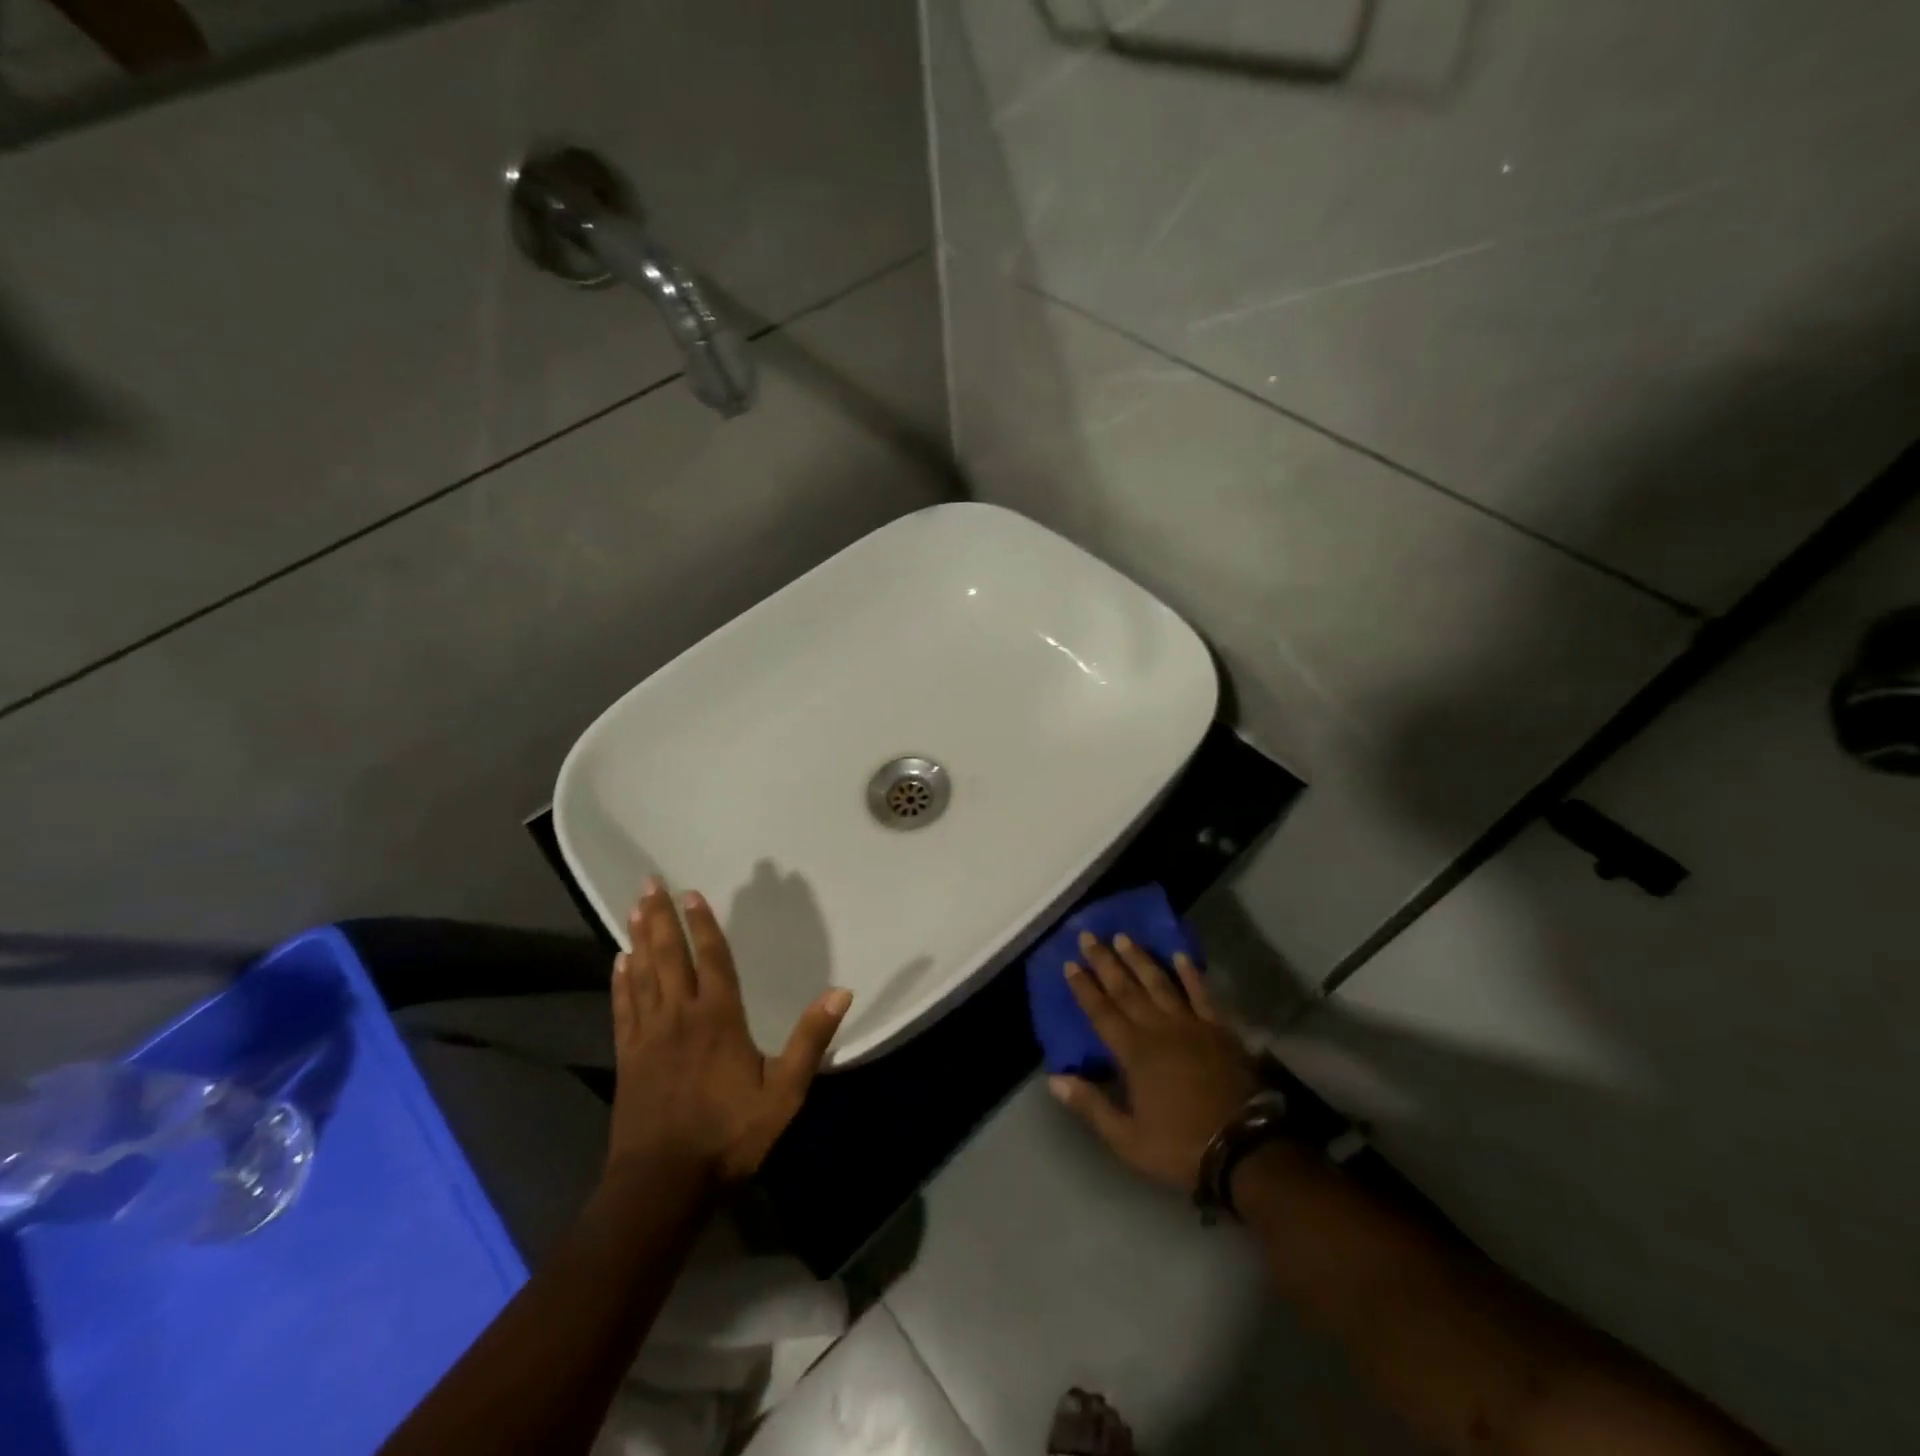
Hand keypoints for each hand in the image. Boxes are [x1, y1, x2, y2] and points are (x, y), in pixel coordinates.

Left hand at [607, 879, 851, 1185]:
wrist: (662, 1184)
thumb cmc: (729, 1135)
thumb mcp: (784, 1092)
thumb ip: (810, 1039)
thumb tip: (841, 991)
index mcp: (719, 1017)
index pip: (711, 958)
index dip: (703, 924)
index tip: (692, 893)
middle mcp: (680, 1015)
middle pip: (669, 956)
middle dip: (661, 917)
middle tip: (649, 882)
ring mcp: (648, 1035)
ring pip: (642, 975)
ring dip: (639, 939)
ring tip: (635, 908)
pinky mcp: (628, 1058)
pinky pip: (623, 1008)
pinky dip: (621, 981)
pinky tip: (619, 963)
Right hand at [1050, 932, 1258, 1190]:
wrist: (1246, 1148)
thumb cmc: (1181, 1146)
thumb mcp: (1127, 1140)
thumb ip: (1091, 1106)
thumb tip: (1054, 1079)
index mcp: (1134, 1053)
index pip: (1102, 1012)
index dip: (1084, 988)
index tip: (1070, 963)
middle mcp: (1158, 1029)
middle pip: (1126, 989)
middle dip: (1105, 962)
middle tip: (1089, 935)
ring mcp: (1191, 1025)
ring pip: (1159, 983)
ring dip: (1139, 959)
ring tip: (1123, 937)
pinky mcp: (1219, 1030)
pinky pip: (1201, 994)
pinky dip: (1190, 974)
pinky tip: (1180, 956)